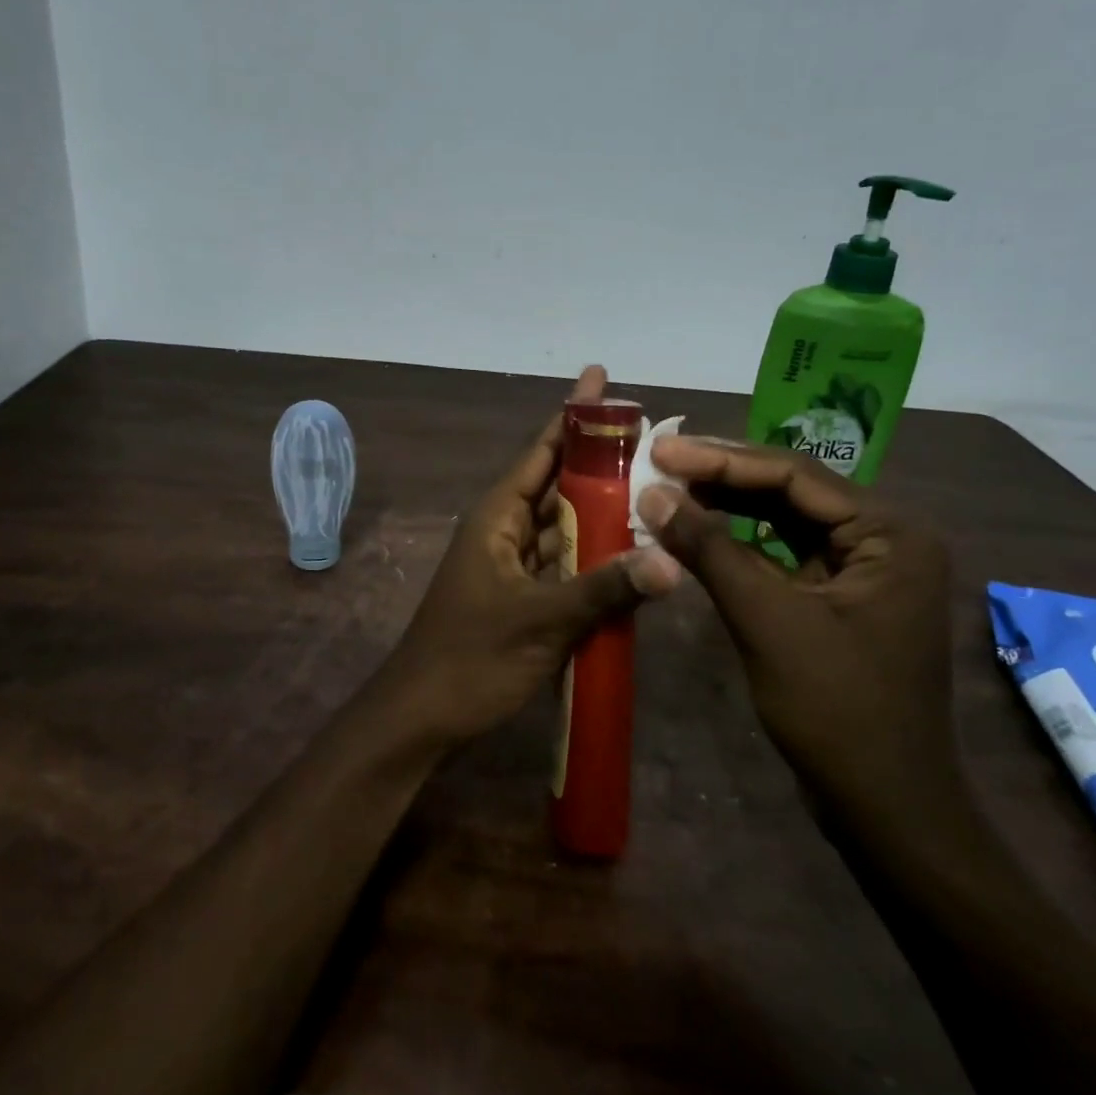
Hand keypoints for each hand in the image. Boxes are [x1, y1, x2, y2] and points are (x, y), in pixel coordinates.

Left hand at [380, 367, 681, 749]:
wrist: (423, 715)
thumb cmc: (471, 657)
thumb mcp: (541, 621)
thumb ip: (606, 589)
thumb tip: (673, 562)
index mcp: (497, 516)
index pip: (541, 451)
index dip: (572, 415)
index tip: (601, 379)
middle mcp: (504, 529)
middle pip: (558, 482)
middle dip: (599, 460)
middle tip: (651, 437)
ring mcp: (512, 564)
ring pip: (564, 524)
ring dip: (601, 509)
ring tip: (653, 487)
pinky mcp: (522, 595)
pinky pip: (564, 562)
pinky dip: (594, 554)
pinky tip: (632, 551)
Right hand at [637, 439, 953, 807]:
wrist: (886, 808)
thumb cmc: (836, 709)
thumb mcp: (766, 619)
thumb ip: (709, 549)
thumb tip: (651, 493)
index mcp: (889, 531)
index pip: (794, 474)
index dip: (720, 459)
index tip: (661, 450)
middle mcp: (884, 536)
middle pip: (790, 489)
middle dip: (721, 476)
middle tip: (658, 461)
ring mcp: (864, 567)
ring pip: (784, 518)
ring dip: (726, 505)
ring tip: (667, 488)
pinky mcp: (841, 594)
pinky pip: (784, 551)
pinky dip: (738, 542)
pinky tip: (696, 531)